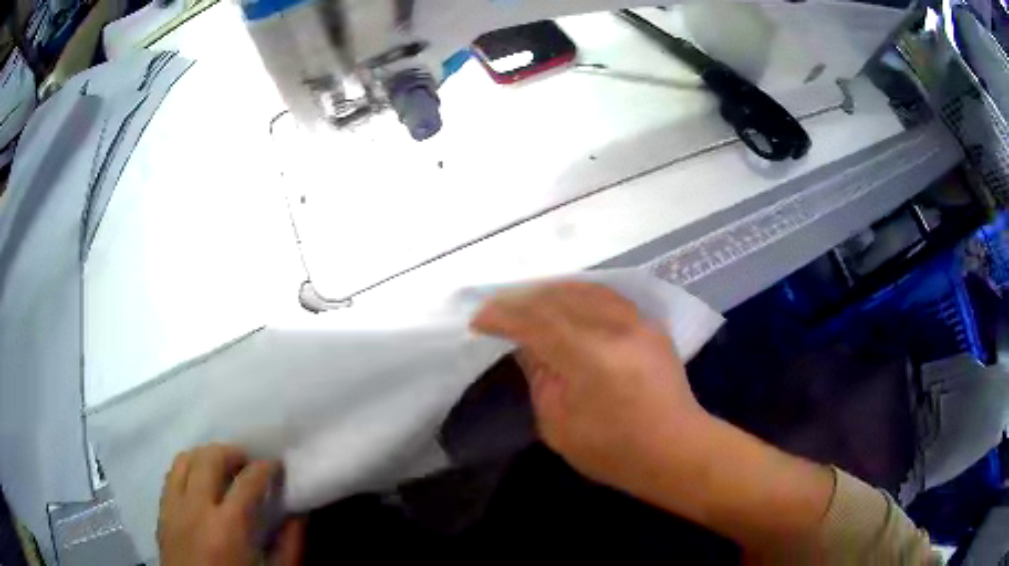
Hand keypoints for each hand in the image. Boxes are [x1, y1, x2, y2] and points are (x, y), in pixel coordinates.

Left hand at [158, 444, 304, 565]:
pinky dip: (187, 470)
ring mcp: (174, 508)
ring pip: (184, 460)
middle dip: (232, 453)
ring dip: (206, 456)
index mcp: (229, 528)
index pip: (248, 481)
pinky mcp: (161, 513)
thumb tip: (299, 514)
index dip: (265, 468)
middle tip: (248, 462)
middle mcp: (196, 509)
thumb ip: (290, 546)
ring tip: (222, 468)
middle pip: (210, 459)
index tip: (276, 466)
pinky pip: (171, 476)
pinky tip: (199, 484)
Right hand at [471, 282, 708, 491]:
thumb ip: (540, 379)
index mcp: (589, 358)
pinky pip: (606, 296)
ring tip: (526, 303)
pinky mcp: (650, 324)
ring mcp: (638, 322)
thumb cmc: (614, 451)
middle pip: (559, 297)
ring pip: (584, 289)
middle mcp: (615, 329)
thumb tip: (528, 348)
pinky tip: (566, 303)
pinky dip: (578, 294)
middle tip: (497, 311)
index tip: (479, 321)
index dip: (503, 316)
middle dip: (522, 300)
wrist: (677, 450)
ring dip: (549, 292)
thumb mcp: (559, 427)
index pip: (537, 321)